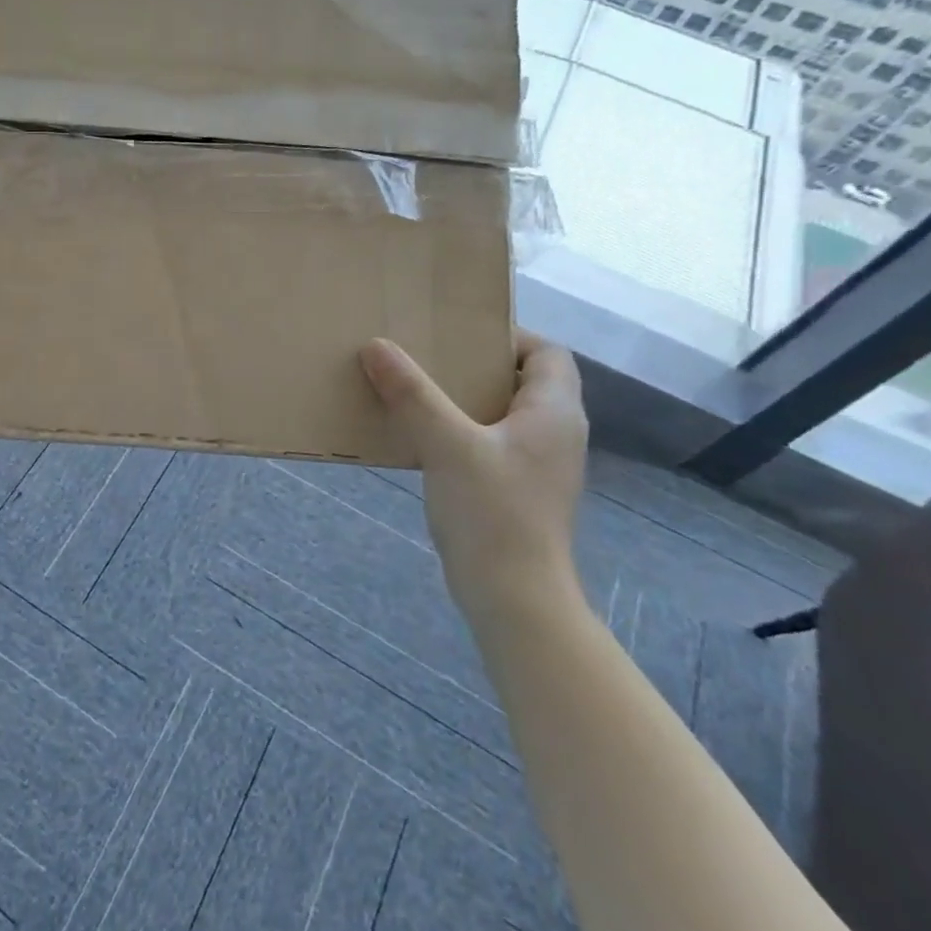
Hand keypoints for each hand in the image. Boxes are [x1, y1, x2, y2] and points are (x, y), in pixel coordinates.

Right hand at [360, 331, 587, 624]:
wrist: (514, 595)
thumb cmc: (492, 512)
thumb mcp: (447, 444)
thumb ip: (413, 393)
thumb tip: (376, 345)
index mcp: (553, 412)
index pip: (547, 353)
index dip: (507, 337)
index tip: (455, 335)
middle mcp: (554, 433)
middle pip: (522, 381)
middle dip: (473, 366)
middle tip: (424, 358)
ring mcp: (537, 465)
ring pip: (502, 414)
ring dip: (461, 399)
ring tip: (413, 392)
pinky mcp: (517, 490)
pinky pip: (489, 443)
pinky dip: (459, 431)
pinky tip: (420, 438)